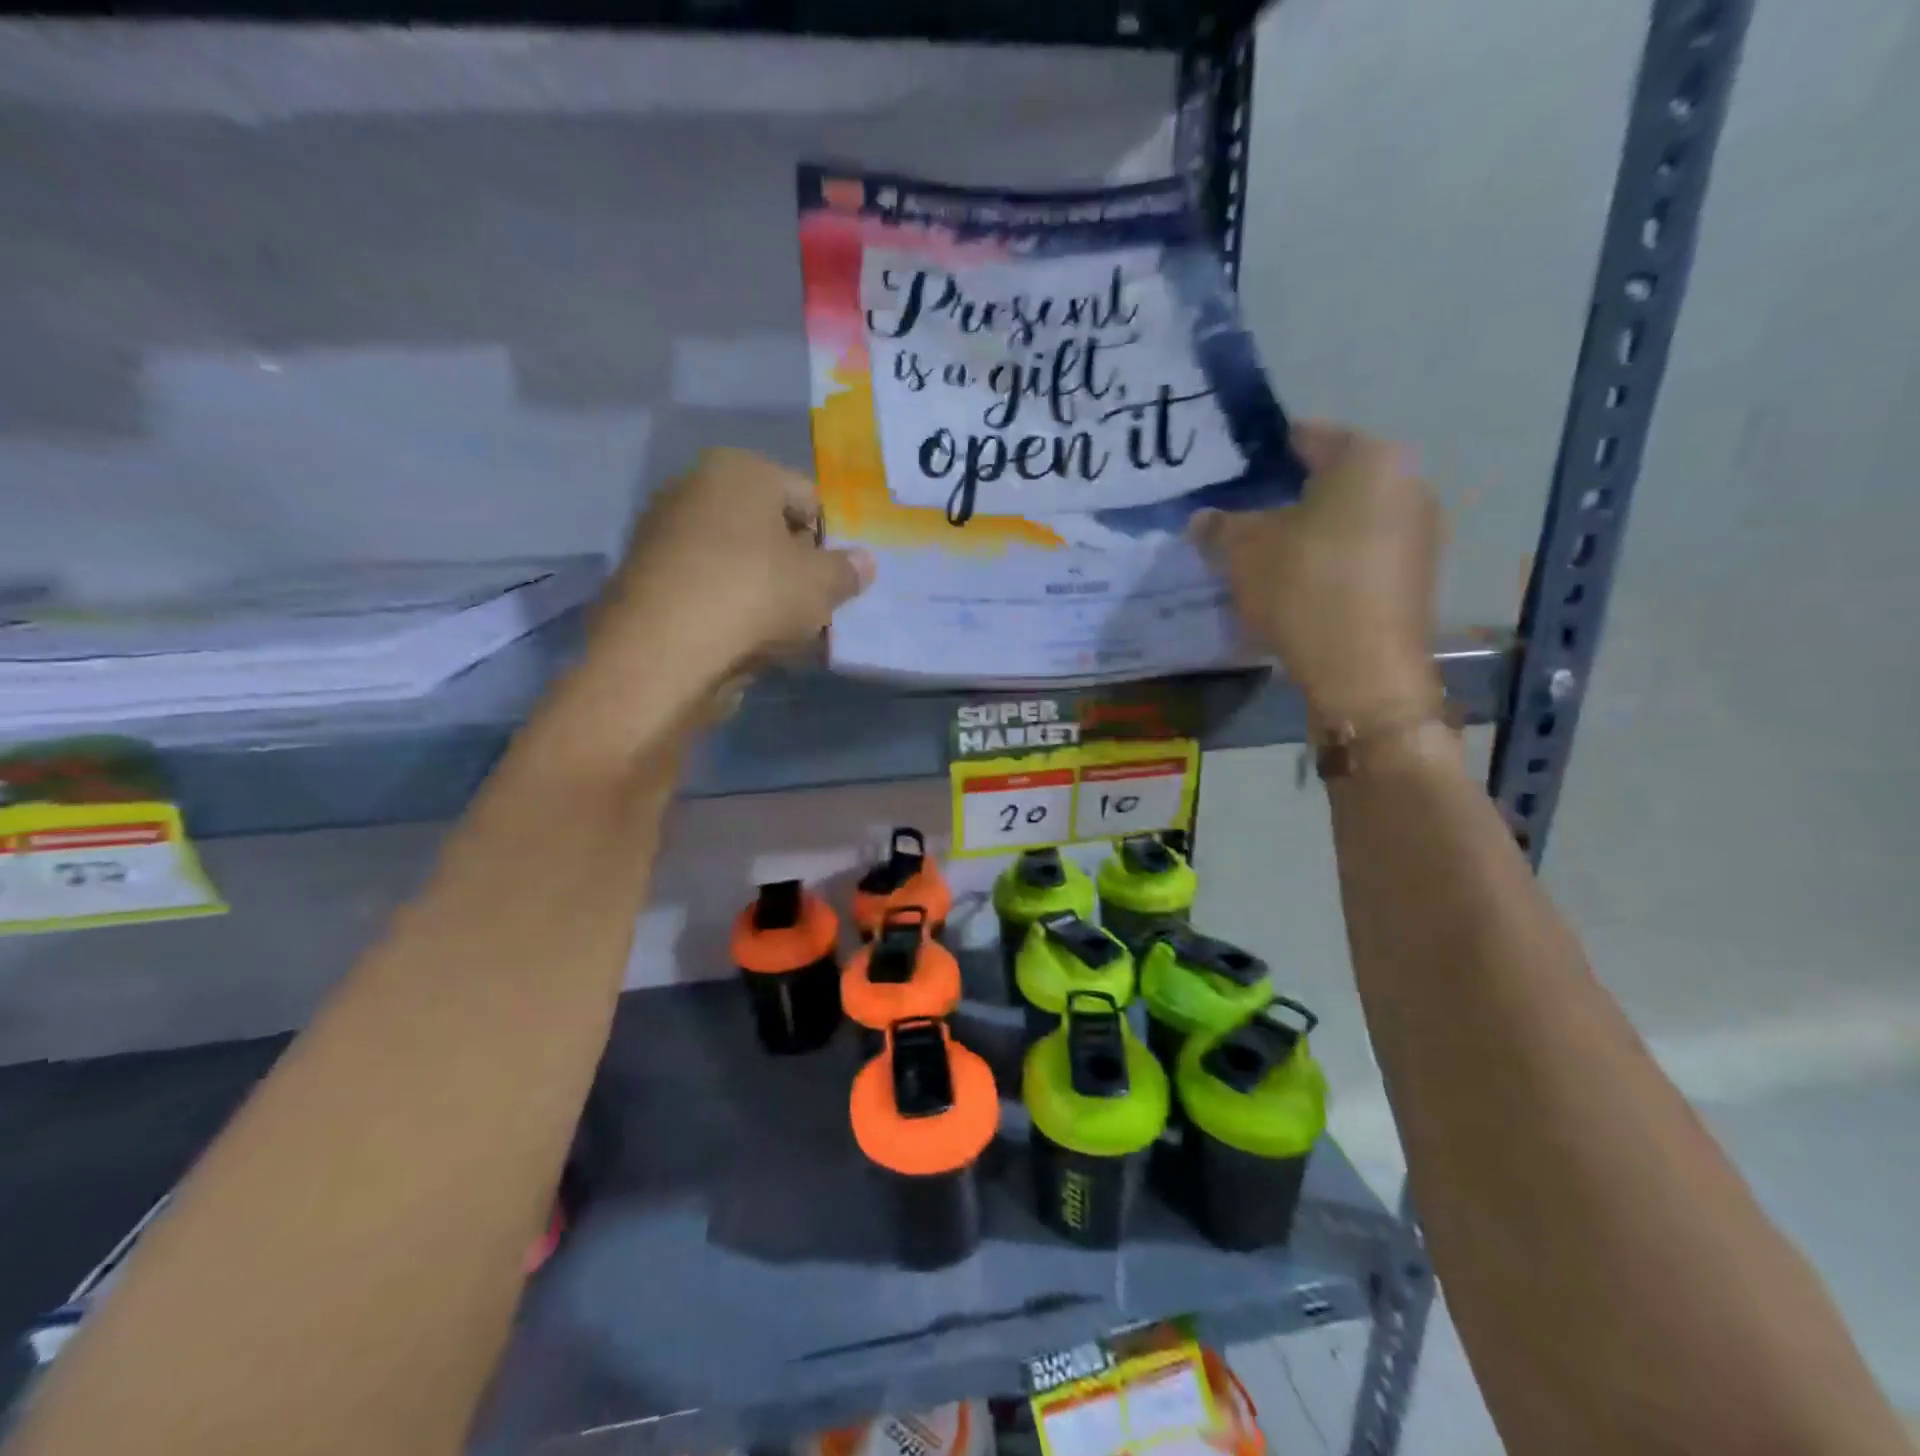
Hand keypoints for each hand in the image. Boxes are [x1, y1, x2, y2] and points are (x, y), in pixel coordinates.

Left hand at [592, 449, 873, 684]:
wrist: (663, 649)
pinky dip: (728, 608)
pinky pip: (707, 587)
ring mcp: (665, 533)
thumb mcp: (821, 584)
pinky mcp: (647, 579)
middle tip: (814, 606)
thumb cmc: (754, 594)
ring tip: (782, 632)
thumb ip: (847, 571)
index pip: (807, 497)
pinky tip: (744, 641)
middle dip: (794, 565)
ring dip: (763, 590)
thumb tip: (864, 562)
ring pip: (737, 561)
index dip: (830, 540)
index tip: (836, 580)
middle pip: (768, 528)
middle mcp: (695, 488)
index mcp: (740, 470)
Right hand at [1193, 422, 1443, 726]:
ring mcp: (1420, 531)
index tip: (1232, 476)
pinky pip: (1364, 553)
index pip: (1307, 437)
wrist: (1362, 670)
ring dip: (1310, 532)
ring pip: (1349, 518)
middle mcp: (1407, 482)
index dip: (1263, 454)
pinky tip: (1301, 587)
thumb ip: (1220, 526)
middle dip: (1287, 497)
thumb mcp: (1243, 551)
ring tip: (1267, 558)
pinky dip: (1332, 561)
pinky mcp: (1417, 575)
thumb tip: (1203, 519)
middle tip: (1244, 520)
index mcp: (1368, 458)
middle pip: (1332, 479)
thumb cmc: (1302, 588)